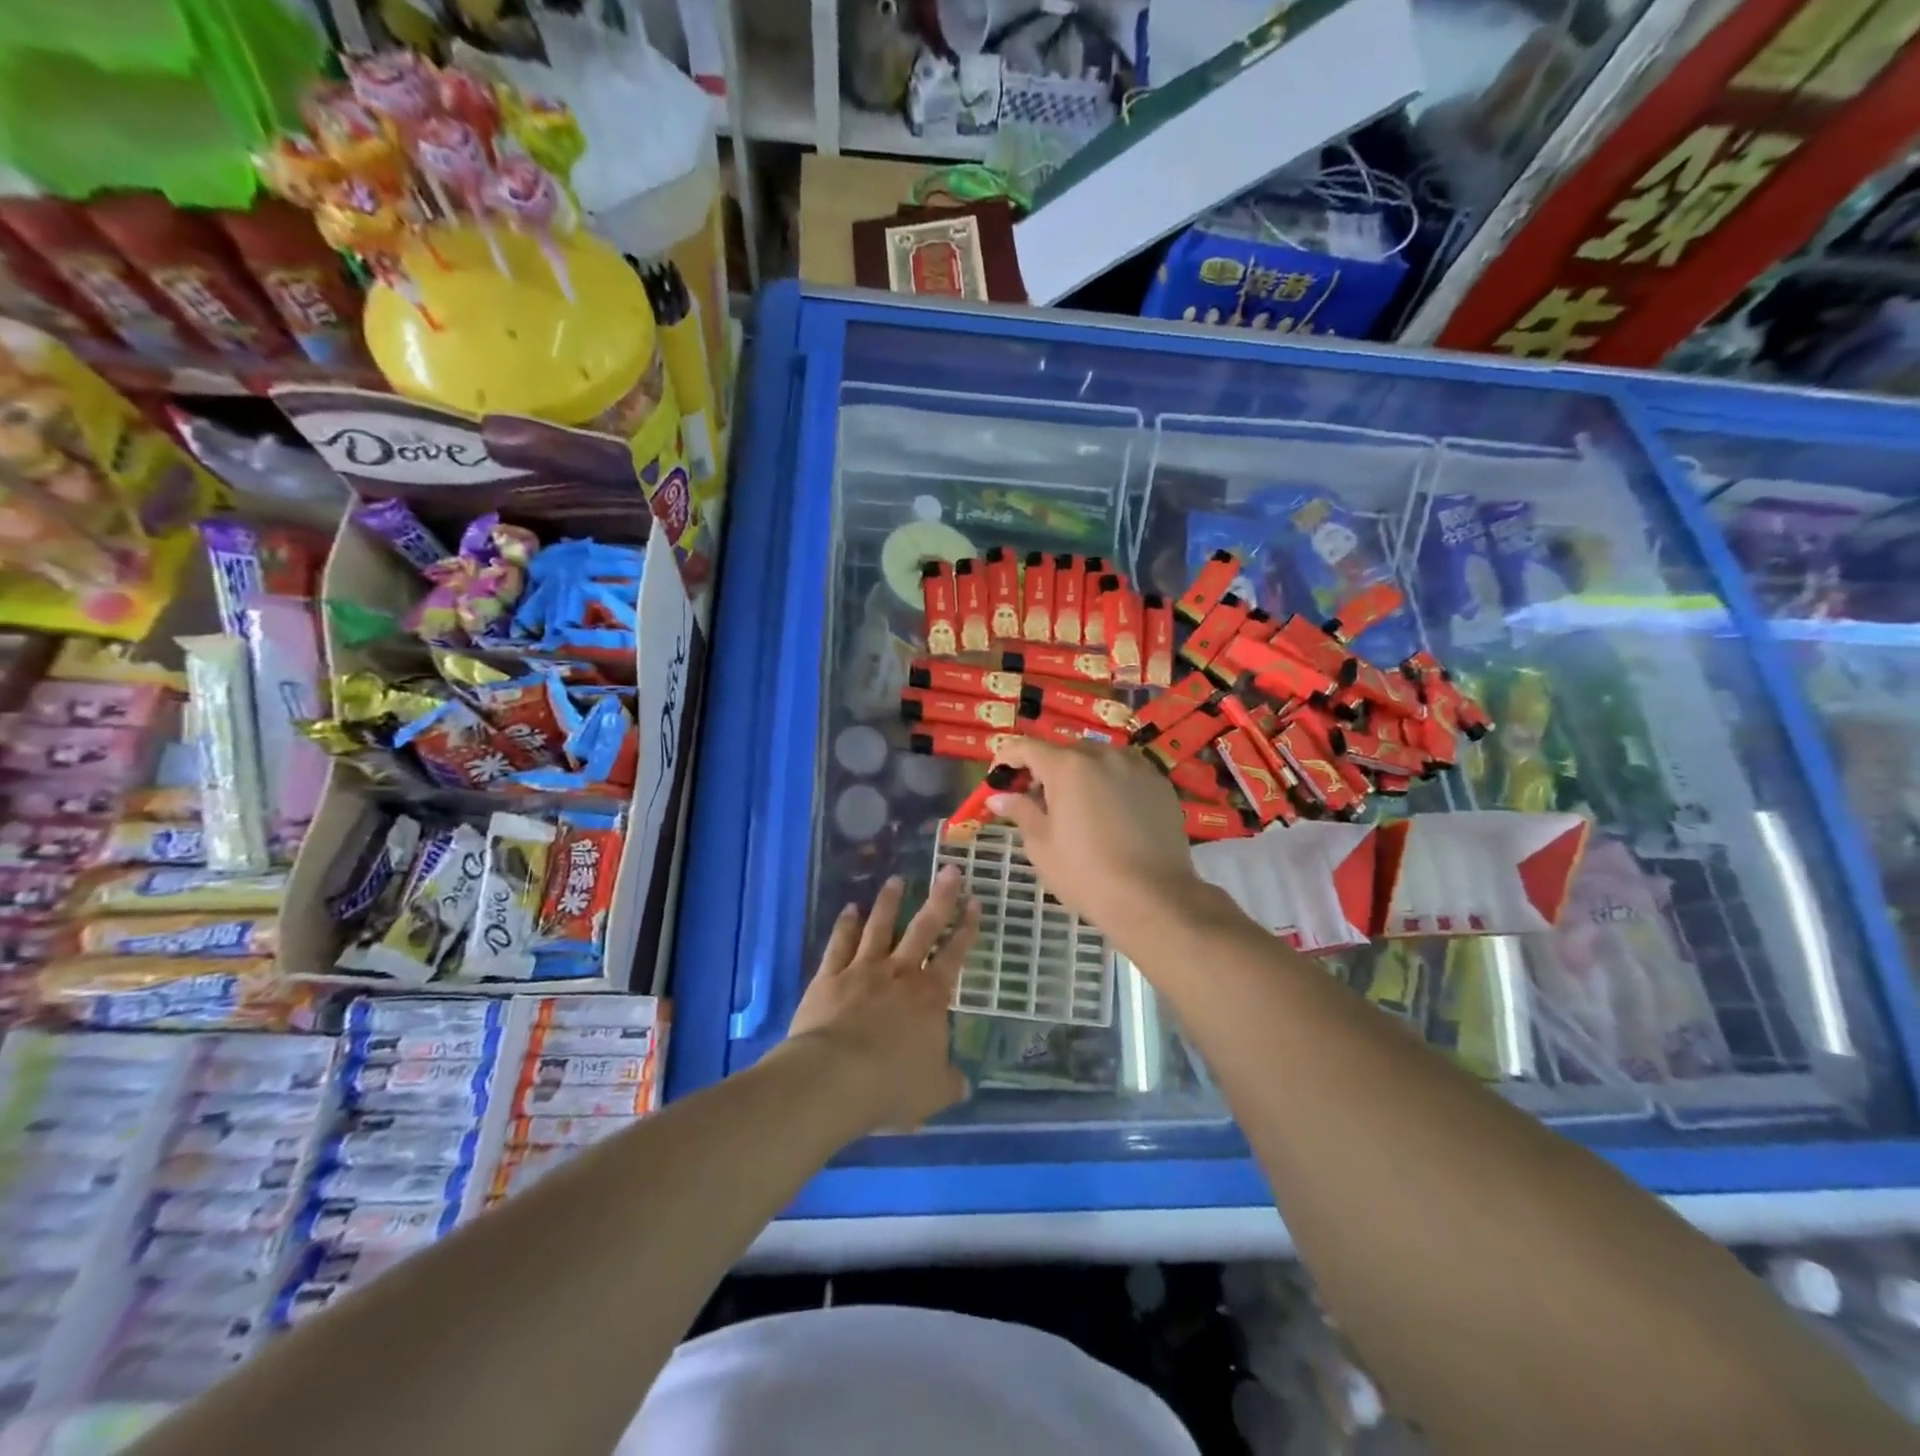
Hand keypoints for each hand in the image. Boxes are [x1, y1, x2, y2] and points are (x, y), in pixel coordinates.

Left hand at [785, 867, 979, 1132]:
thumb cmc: (891, 1086)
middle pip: (923, 928)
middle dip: (939, 898)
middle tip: (949, 870)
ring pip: (879, 927)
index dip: (967, 928)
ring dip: (889, 902)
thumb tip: (964, 1085)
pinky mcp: (829, 976)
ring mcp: (862, 970)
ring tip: (897, 879)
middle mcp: (900, 973)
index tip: (975, 901)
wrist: (834, 1078)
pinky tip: (850, 908)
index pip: (954, 955)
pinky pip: (839, 944)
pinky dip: (846, 925)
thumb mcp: (933, 1093)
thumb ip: (949, 1083)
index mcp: (930, 997)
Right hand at [987, 739, 1201, 938]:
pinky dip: (1110, 783)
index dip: (1006, 758)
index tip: (998, 779)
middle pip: (1064, 751)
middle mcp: (1103, 755)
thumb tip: (998, 796)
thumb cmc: (1085, 873)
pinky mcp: (1160, 784)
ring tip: (1078, 808)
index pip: (1026, 747)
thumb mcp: (1041, 845)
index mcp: (1068, 766)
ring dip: (1080, 774)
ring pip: (1098, 759)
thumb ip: (1020, 811)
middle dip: (1045, 770)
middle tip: (1037, 802)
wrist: (1152, 898)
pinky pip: (1125, 773)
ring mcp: (1137, 766)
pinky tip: (1111, 814)